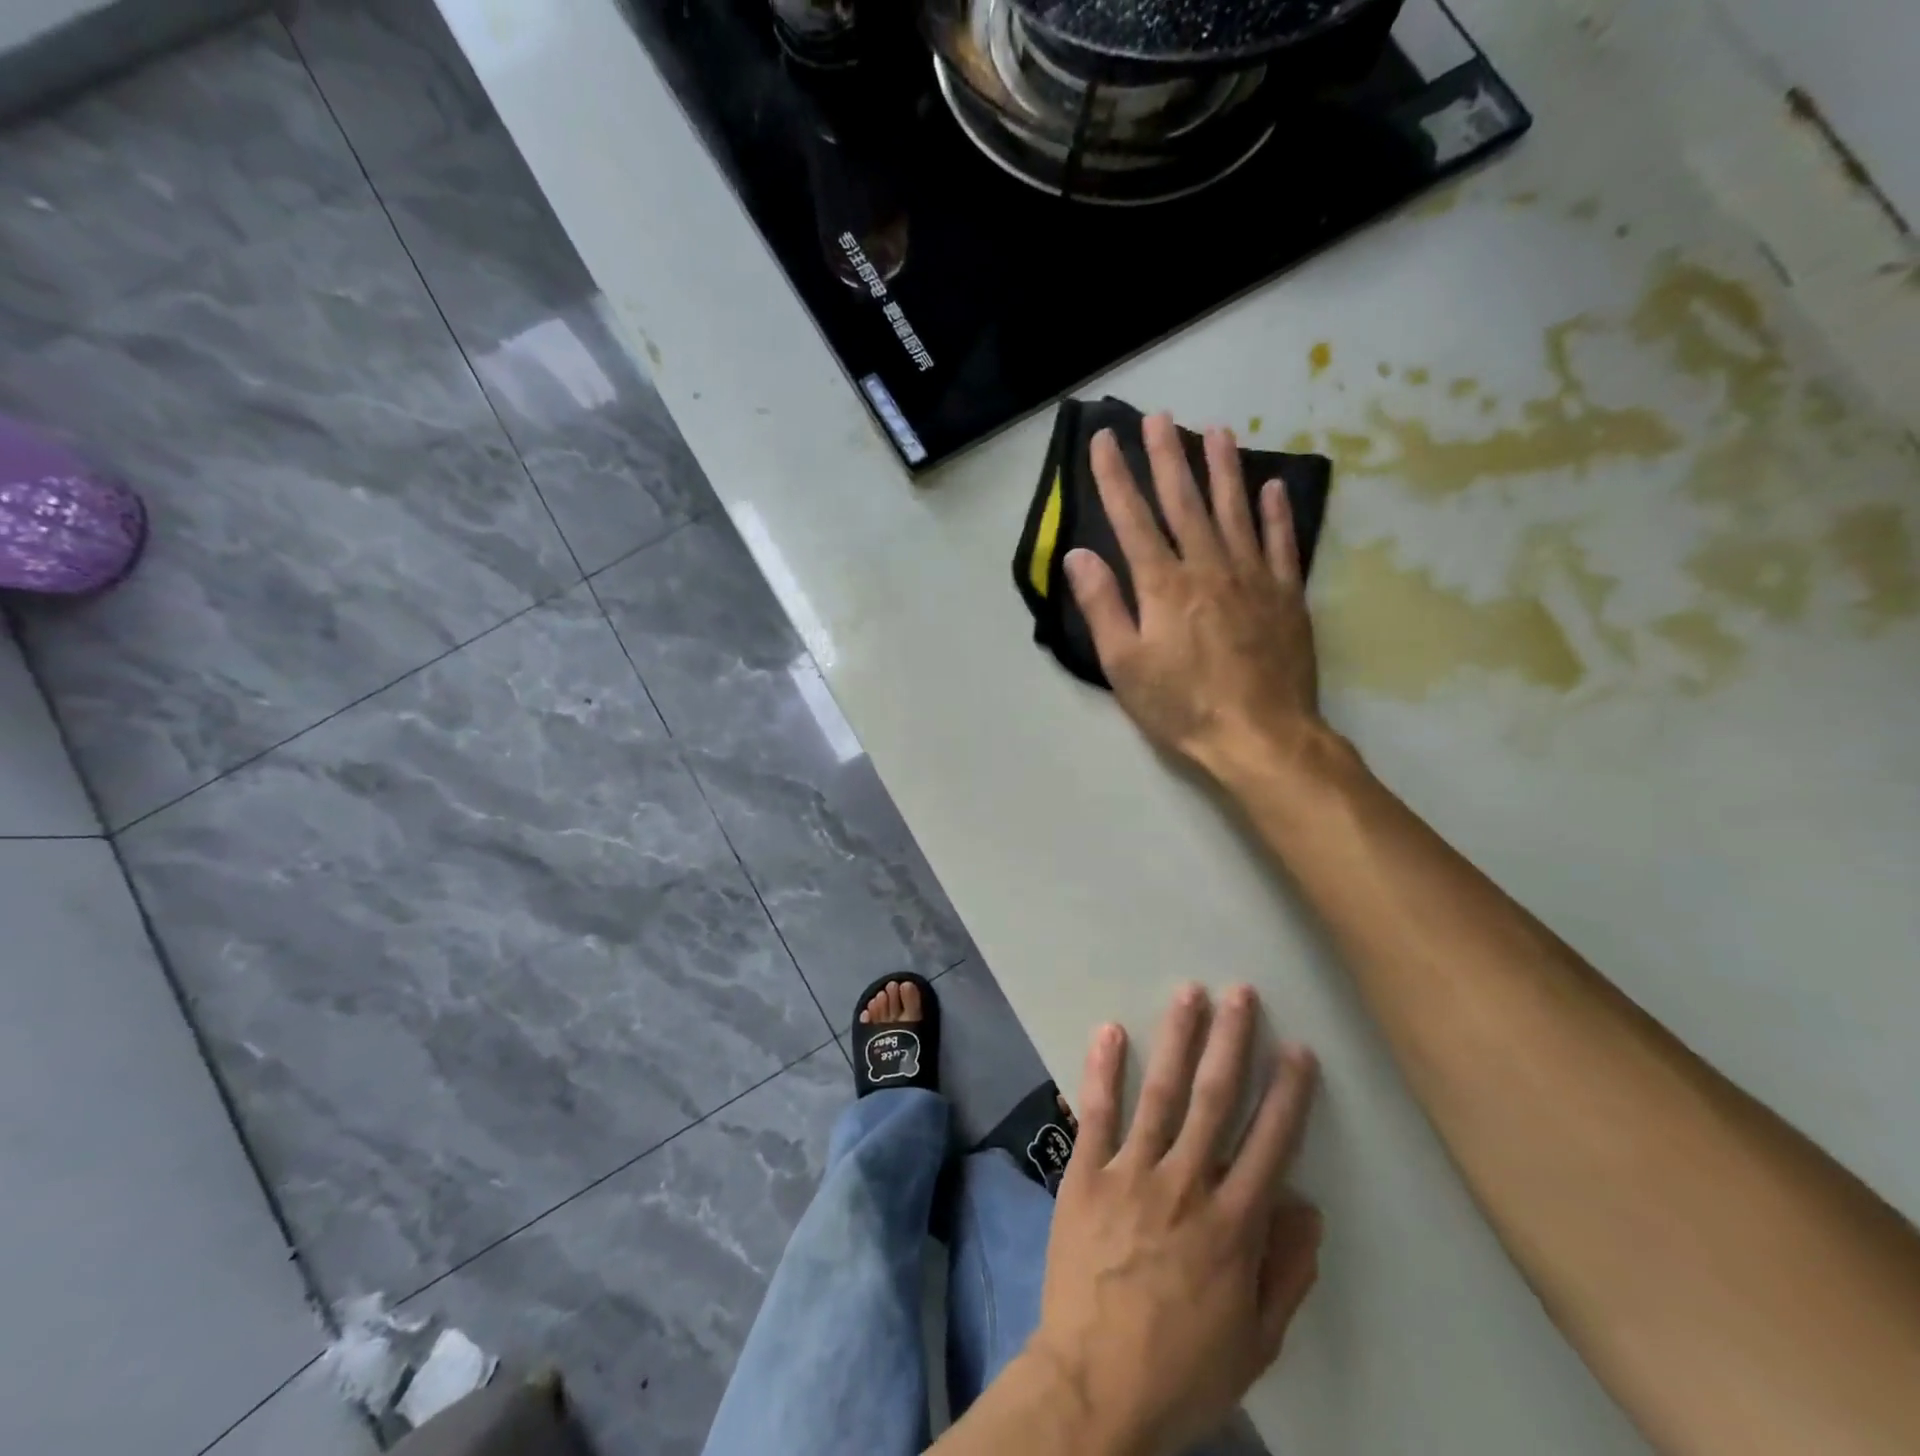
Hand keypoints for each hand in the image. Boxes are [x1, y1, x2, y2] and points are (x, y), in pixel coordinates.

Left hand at [1026, 984, 1321, 1455]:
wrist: (1093, 1383)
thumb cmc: (1182, 1369)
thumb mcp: (1255, 1341)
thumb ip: (1284, 1273)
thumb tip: (1307, 1208)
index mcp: (1233, 1226)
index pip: (1270, 1144)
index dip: (1287, 1094)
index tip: (1298, 1050)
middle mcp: (1186, 1185)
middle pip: (1216, 1100)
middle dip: (1232, 1042)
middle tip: (1241, 993)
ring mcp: (1132, 1173)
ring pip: (1162, 1093)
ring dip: (1177, 1039)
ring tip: (1189, 993)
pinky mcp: (1087, 1173)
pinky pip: (1097, 1112)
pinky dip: (1104, 1069)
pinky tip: (1109, 1029)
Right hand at [1064, 414, 1321, 786]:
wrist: (1261, 735)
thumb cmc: (1182, 706)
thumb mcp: (1124, 665)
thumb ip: (1102, 606)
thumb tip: (1077, 556)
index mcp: (1163, 585)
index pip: (1132, 519)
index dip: (1115, 478)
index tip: (1103, 440)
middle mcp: (1208, 567)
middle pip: (1184, 502)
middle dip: (1167, 457)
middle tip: (1159, 417)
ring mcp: (1253, 577)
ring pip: (1235, 510)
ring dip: (1223, 469)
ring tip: (1215, 432)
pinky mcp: (1286, 595)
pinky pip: (1282, 542)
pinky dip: (1276, 512)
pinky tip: (1273, 487)